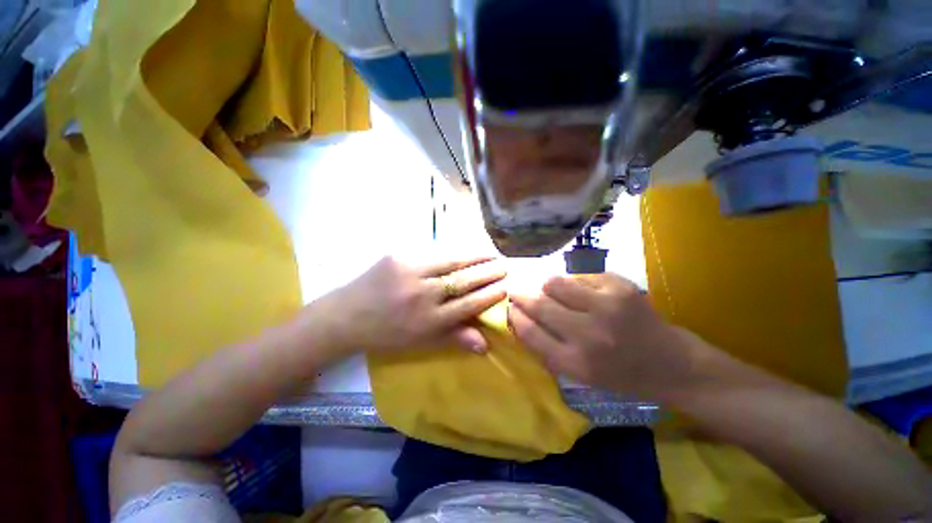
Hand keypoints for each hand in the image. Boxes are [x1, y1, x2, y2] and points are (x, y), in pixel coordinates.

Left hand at [313, 254, 506, 355]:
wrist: (345, 316)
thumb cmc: (385, 334)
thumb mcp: (419, 342)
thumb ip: (453, 338)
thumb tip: (485, 344)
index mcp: (429, 320)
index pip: (469, 304)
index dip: (490, 294)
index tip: (505, 287)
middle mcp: (423, 295)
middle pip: (464, 280)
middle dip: (488, 272)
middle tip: (504, 265)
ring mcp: (410, 272)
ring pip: (451, 261)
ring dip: (474, 256)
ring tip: (490, 253)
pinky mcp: (399, 256)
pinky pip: (432, 253)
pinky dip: (452, 252)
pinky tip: (462, 251)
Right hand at [508, 273, 698, 399]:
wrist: (671, 365)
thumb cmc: (619, 375)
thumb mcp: (578, 375)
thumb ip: (545, 348)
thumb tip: (517, 317)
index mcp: (575, 363)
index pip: (529, 332)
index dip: (514, 315)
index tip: (509, 307)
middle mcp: (589, 335)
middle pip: (539, 303)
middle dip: (522, 295)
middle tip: (518, 291)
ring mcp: (607, 307)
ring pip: (555, 282)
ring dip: (548, 286)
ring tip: (554, 291)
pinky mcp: (621, 287)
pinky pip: (580, 274)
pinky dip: (575, 281)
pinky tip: (584, 290)